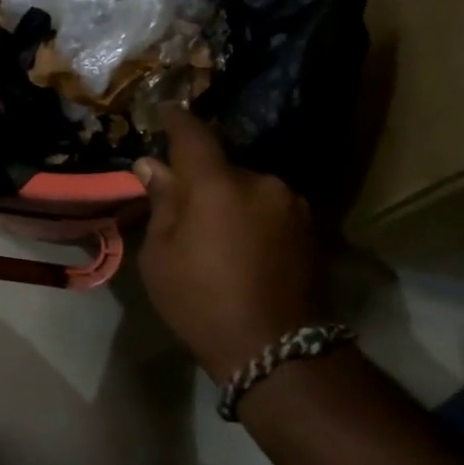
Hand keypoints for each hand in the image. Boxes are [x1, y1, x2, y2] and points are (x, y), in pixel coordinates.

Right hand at [134, 110, 327, 379]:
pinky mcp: (311, 228)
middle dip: (202, 180)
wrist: (277, 350)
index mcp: (216, 183)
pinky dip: (254, 218)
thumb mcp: (160, 256)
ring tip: (219, 237)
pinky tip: (246, 249)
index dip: (175, 121)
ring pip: (249, 189)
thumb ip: (161, 203)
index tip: (164, 114)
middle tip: (184, 208)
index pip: (193, 134)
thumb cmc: (201, 301)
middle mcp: (260, 181)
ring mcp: (292, 204)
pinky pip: (270, 209)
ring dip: (231, 201)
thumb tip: (152, 166)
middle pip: (222, 167)